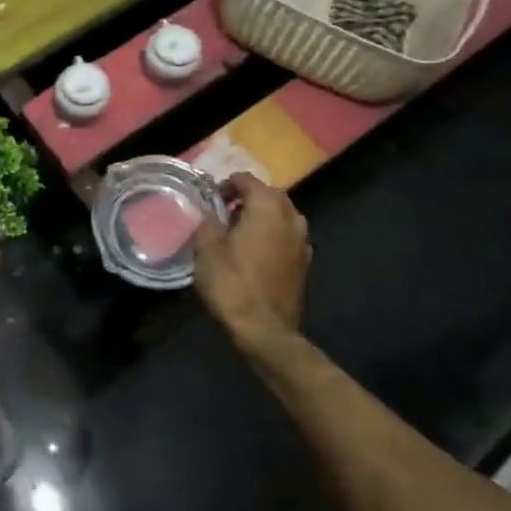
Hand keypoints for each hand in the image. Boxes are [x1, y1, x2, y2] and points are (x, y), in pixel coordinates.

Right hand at [193, 173, 311, 356]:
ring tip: (238, 231)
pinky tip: (254, 252)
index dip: (226, 185)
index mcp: (268, 206)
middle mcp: (291, 217)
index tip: (210, 198)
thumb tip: (212, 213)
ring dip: (261, 217)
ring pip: (281, 216)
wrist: (264, 330)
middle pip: (268, 195)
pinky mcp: (304, 263)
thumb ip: (209, 221)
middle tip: (223, 212)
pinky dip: (271, 236)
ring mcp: (302, 241)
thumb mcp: (206, 248)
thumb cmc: (232, 283)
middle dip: (247, 198)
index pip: (246, 180)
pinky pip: (286, 236)